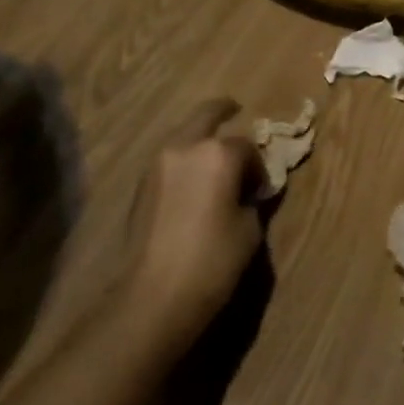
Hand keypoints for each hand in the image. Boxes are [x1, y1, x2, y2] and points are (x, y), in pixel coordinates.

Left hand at [121, 99, 263, 356]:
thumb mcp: (249, 230)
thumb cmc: (212, 261)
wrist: (153, 296)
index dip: (258, 167)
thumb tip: (249, 192)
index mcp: (218, 154)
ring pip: (183, 135)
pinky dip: (184, 158)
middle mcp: (185, 147)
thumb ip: (252, 200)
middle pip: (207, 115)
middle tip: (235, 109)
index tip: (261, 189)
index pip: (247, 147)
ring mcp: (158, 163)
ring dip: (200, 137)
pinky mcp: (142, 184)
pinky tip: (194, 180)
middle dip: (223, 110)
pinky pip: (170, 158)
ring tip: (214, 155)